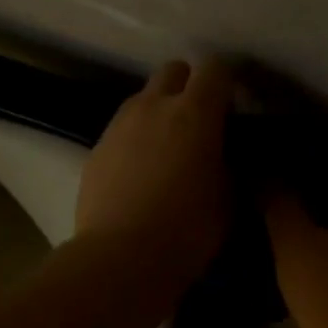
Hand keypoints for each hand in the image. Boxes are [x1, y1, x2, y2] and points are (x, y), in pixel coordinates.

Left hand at [76, 59, 232, 292]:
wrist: (120, 258)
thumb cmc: (187, 231)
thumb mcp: (228, 200)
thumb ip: (227, 165)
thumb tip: (222, 155)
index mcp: (195, 113)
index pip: (215, 69)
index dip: (226, 84)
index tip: (232, 110)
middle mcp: (153, 106)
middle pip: (173, 71)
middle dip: (188, 87)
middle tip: (198, 125)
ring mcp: (119, 125)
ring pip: (143, 99)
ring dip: (158, 113)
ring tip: (166, 152)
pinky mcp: (96, 149)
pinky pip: (122, 131)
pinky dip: (135, 141)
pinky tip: (139, 176)